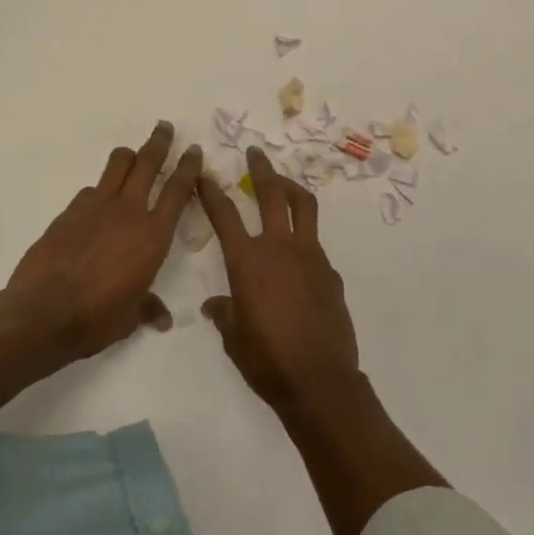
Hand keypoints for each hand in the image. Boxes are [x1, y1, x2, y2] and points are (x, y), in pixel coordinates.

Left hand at [2, 120, 202, 363]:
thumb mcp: (131, 317)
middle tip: (165, 127)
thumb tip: (162, 318)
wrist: (43, 314)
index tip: (193, 150)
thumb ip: (148, 308)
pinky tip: (95, 204)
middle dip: (159, 142)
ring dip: (128, 156)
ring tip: (132, 155)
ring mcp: (96, 206)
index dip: (188, 167)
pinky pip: (90, 190)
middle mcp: (128, 211)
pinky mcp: (69, 211)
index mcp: (153, 235)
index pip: (178, 190)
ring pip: (117, 164)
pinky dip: (99, 191)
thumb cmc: (97, 318)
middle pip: (148, 162)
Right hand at [199, 147, 362, 416]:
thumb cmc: (267, 361)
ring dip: (291, 187)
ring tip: (283, 182)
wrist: (319, 381)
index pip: (225, 215)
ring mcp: (310, 255)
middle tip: (255, 153)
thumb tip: (216, 305)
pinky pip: (315, 243)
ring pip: (304, 206)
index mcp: (248, 261)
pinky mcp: (329, 271)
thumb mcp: (234, 338)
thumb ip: (224, 314)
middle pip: (272, 193)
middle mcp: (279, 248)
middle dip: (261, 169)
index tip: (204, 175)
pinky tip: (298, 253)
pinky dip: (303, 236)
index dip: (211, 192)